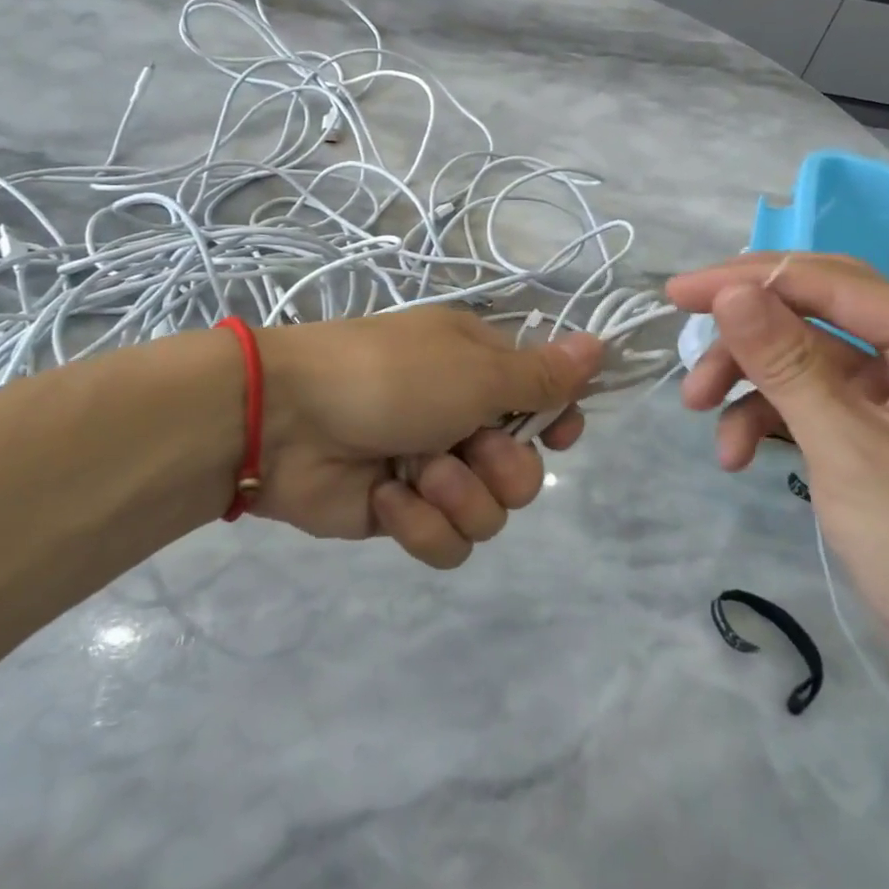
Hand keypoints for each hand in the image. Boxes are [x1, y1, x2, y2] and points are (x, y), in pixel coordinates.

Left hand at [253, 309, 603, 568]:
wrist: (287, 419)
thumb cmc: (390, 376)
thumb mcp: (475, 368)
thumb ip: (541, 374)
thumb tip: (601, 345)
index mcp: (480, 371)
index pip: (545, 401)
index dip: (559, 422)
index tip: (561, 433)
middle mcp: (462, 419)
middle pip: (526, 472)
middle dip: (502, 470)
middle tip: (468, 447)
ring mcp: (432, 470)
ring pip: (490, 515)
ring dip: (456, 496)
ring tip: (415, 472)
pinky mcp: (402, 515)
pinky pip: (446, 543)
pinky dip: (418, 523)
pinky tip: (385, 497)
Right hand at [667, 254, 888, 734]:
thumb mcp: (847, 452)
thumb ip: (785, 362)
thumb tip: (728, 290)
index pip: (833, 283)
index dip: (748, 281)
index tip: (677, 292)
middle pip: (818, 314)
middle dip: (746, 336)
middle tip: (684, 353)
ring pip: (810, 358)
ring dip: (752, 382)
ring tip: (701, 415)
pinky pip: (820, 402)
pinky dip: (774, 420)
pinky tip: (738, 454)